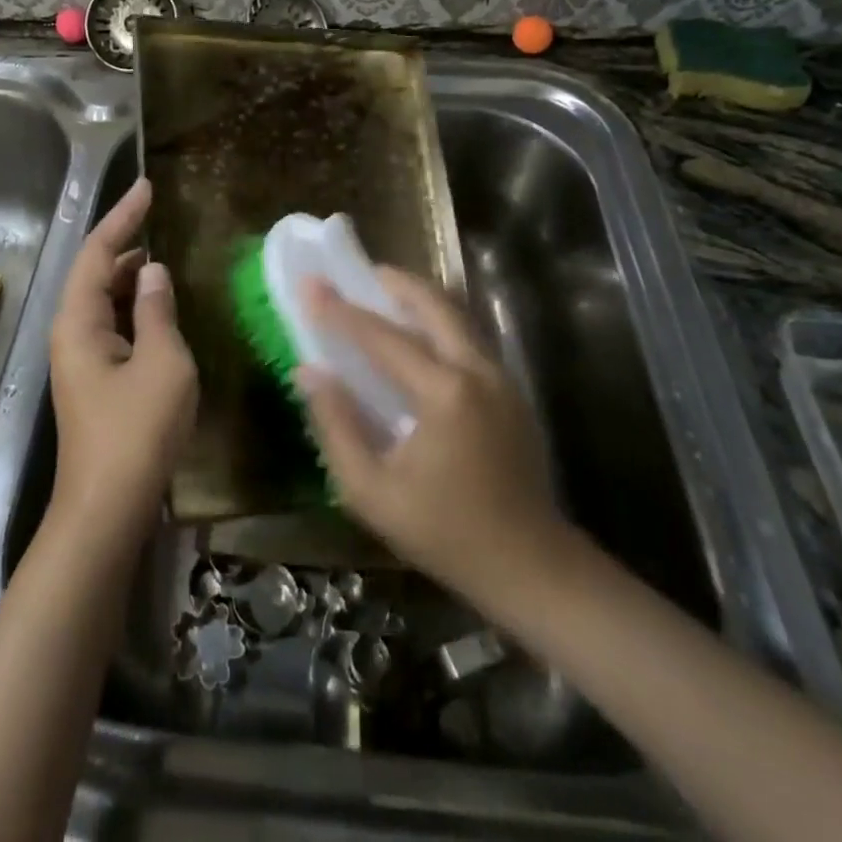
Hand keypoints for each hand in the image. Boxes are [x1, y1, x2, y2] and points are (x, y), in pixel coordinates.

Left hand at [47, 177, 197, 543]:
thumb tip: (155, 271)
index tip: (147, 187)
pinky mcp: (96, 379)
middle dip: (125, 240)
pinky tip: (160, 306)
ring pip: (105, 300)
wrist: (107, 509)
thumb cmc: (136, 432)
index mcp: (79, 321)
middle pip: (96, 272)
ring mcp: (82, 358)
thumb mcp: (162, 363)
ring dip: (132, 275)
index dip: (123, 216)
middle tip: (157, 214)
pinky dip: (136, 306)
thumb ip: (158, 311)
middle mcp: (72, 332)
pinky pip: (114, 325)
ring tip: (164, 254)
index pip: (99, 252)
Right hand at [296, 269, 578, 610]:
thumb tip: (309, 372)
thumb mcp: (373, 493)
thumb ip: (336, 427)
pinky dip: (437, 323)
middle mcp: (477, 371)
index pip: (382, 338)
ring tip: (383, 293)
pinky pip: (467, 338)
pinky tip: (416, 337)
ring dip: (418, 298)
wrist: (532, 568)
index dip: (341, 311)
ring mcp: (501, 378)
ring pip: (456, 316)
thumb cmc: (446, 535)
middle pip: (434, 304)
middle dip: (394, 282)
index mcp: (444, 394)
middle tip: (359, 273)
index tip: (310, 284)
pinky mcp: (511, 391)